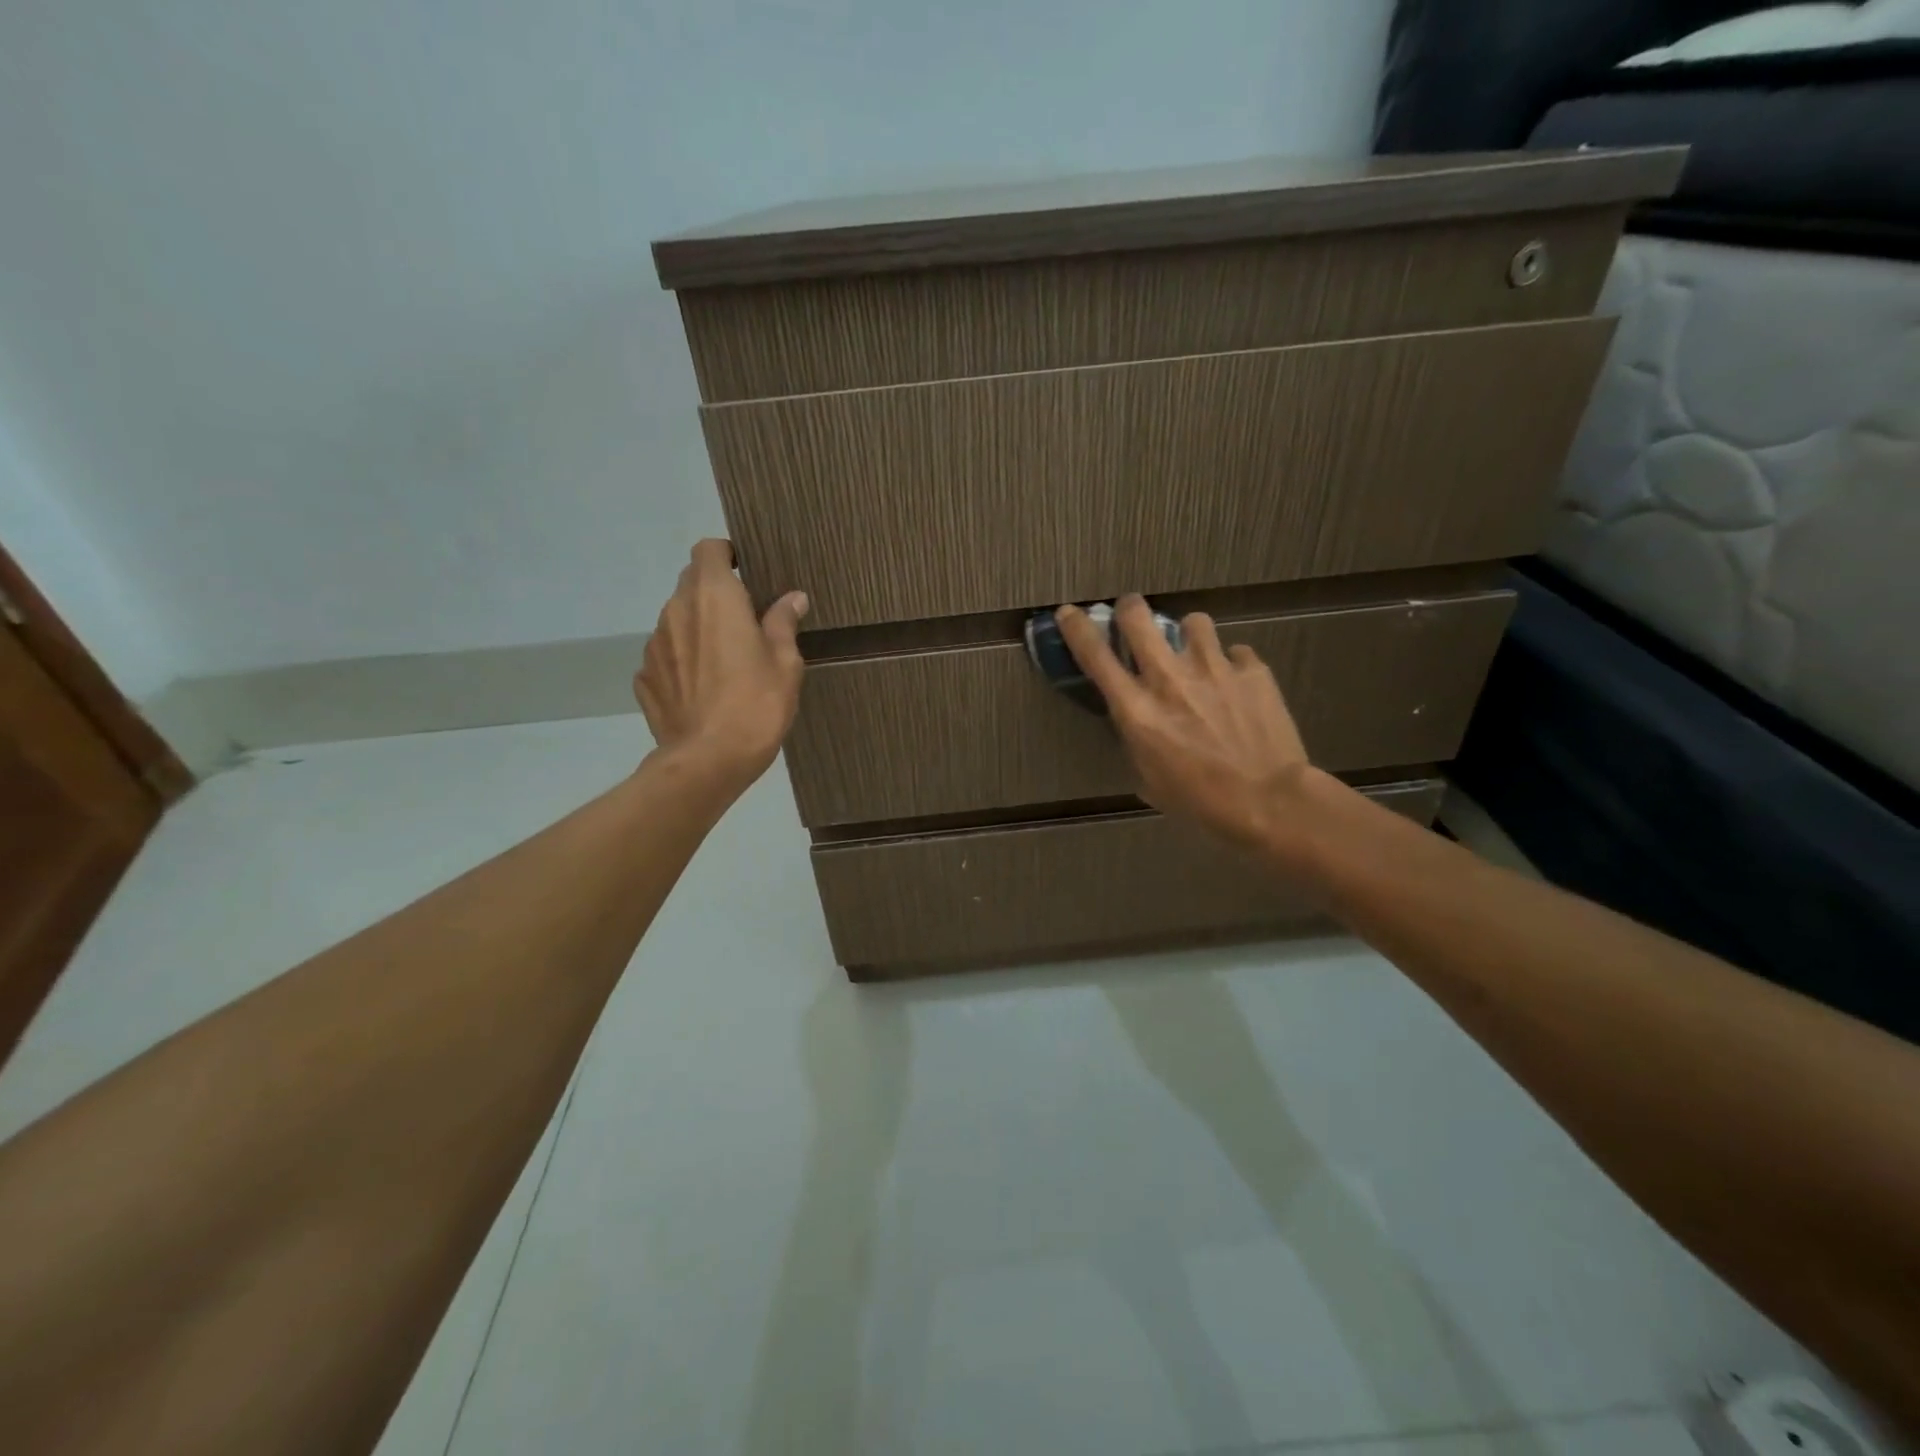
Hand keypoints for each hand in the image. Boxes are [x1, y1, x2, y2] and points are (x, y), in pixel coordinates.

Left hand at [636, 539, 807, 786]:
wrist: (709, 760)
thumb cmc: (757, 704)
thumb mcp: (785, 663)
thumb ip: (783, 623)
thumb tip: (792, 598)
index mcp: (715, 598)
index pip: (708, 550)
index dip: (726, 555)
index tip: (746, 575)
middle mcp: (676, 610)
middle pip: (690, 582)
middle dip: (715, 593)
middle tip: (745, 621)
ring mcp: (655, 644)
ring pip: (676, 619)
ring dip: (698, 627)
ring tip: (724, 661)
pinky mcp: (645, 677)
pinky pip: (666, 655)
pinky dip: (683, 660)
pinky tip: (702, 688)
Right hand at [1056, 595, 1314, 851]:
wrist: (1269, 801)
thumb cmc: (1200, 802)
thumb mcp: (1149, 778)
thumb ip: (1137, 739)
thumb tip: (1136, 720)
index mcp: (1137, 710)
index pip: (1095, 655)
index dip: (1076, 628)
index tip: (1069, 613)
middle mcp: (1169, 678)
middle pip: (1138, 617)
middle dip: (1130, 609)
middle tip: (1133, 614)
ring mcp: (1214, 668)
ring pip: (1193, 621)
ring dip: (1189, 635)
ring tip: (1197, 654)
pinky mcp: (1252, 670)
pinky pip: (1236, 652)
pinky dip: (1232, 664)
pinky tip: (1237, 684)